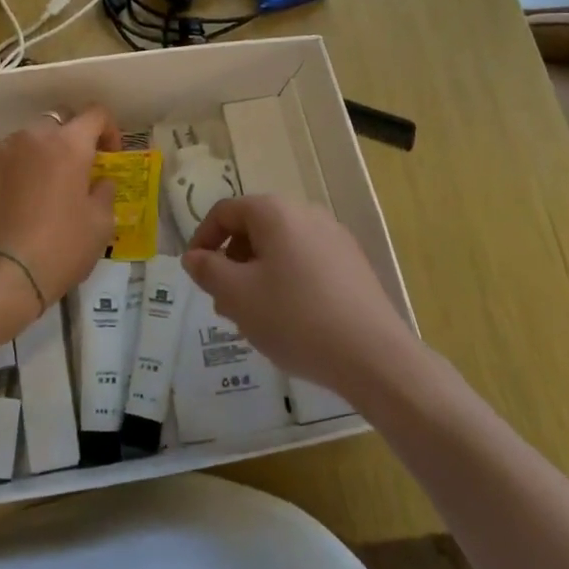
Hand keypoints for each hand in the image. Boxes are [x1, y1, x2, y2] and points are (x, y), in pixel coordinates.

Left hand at [0, 108, 119, 309]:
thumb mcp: (100, 225)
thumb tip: (99, 181)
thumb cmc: (59, 249)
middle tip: (76, 172)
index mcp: (69, 144)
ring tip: (42, 189)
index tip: (109, 155)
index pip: (95, 114)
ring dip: (41, 154)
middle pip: (58, 121)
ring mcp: (0, 150)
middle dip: (71, 139)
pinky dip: (15, 170)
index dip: (108, 130)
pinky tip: (15, 202)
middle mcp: (33, 136)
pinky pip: (4, 158)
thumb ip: (104, 192)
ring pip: (28, 139)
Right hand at [182, 194, 416, 398]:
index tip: (195, 274)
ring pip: (281, 249)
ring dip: (257, 276)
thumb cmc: (295, 318)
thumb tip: (194, 257)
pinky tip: (289, 320)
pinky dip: (287, 282)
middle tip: (223, 303)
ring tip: (253, 318)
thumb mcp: (238, 296)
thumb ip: (208, 270)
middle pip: (254, 229)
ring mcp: (334, 238)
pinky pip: (306, 263)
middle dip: (232, 263)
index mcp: (275, 212)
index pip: (225, 212)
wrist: (374, 356)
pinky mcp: (353, 265)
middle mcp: (306, 213)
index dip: (202, 240)